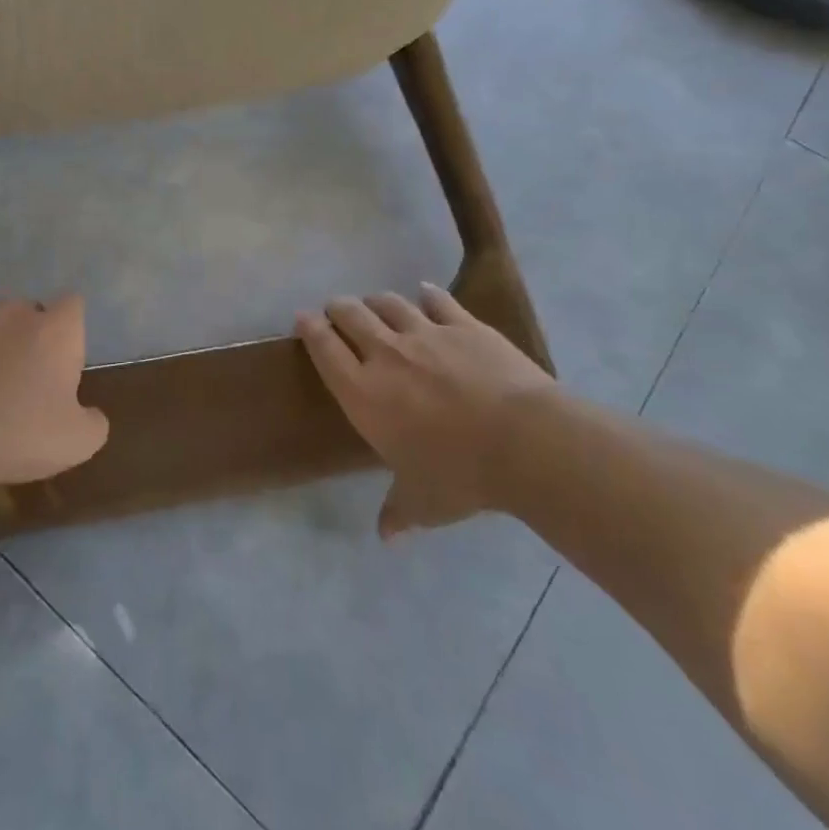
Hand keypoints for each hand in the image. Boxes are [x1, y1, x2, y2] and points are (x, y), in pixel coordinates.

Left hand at [0, 296, 107, 488]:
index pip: (73, 304)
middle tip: (30, 376)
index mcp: (56, 330)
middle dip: (32, 334)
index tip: (67, 359)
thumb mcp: (78, 442)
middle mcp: (15, 314)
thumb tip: (93, 414)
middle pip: (30, 310)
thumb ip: (95, 422)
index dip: (71, 329)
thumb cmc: (21, 434)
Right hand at [296, 284, 551, 538]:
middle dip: (339, 309)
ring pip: (388, 303)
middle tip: (337, 312)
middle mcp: (386, 354)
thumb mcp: (424, 502)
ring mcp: (425, 334)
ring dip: (376, 301)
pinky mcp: (463, 325)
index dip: (310, 329)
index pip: (324, 349)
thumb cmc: (461, 474)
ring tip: (374, 304)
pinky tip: (424, 293)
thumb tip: (385, 536)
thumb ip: (398, 511)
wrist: (525, 443)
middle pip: (350, 315)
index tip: (303, 318)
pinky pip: (437, 301)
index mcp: (364, 393)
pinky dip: (427, 296)